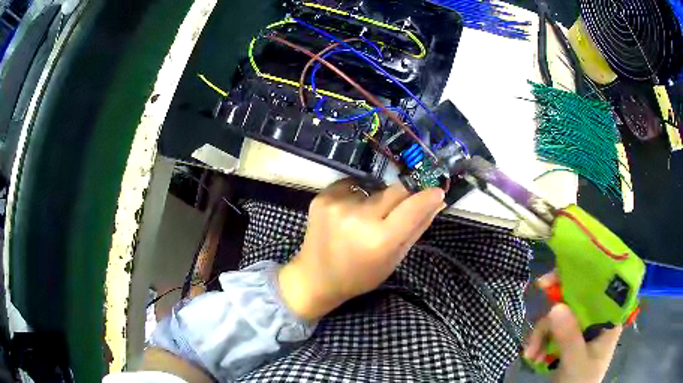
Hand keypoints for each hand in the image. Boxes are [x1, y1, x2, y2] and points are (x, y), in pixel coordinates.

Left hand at [278, 178, 445, 319]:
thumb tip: (438, 200)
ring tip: (366, 219)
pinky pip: (353, 186)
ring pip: (375, 189)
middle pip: (395, 191)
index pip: (413, 206)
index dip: (428, 196)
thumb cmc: (359, 275)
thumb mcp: (393, 259)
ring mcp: (338, 204)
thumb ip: (417, 228)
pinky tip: (349, 214)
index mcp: (379, 240)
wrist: (315, 277)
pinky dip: (357, 196)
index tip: (436, 191)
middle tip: (399, 210)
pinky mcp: (322, 197)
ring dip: (378, 199)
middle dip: (404, 196)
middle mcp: (358, 218)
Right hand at [524, 273, 621, 382]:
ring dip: (542, 332)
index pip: (601, 286)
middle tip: (539, 288)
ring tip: (531, 353)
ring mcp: (580, 330)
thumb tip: (555, 306)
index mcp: (608, 319)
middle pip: (577, 298)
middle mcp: (596, 319)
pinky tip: (533, 355)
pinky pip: (551, 330)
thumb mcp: (576, 362)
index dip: (583, 274)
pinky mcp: (566, 340)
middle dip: (556, 303)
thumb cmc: (581, 382)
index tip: (562, 271)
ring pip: (560, 315)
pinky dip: (539, 341)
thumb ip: (569, 337)